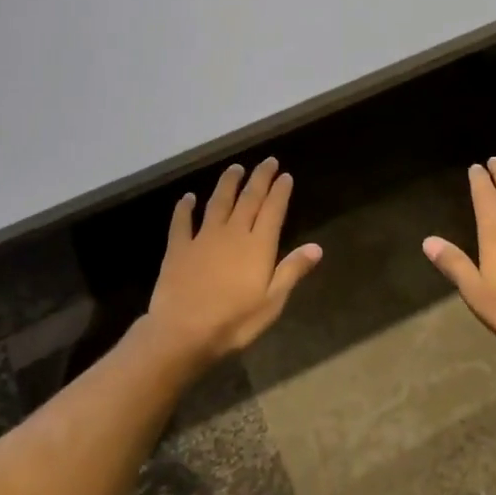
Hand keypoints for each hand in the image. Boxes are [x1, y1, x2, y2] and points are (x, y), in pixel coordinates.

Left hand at [146, 158, 322, 361]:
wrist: (182, 332)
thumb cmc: (234, 321)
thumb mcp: (272, 301)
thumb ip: (292, 270)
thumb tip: (317, 247)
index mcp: (258, 246)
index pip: (273, 210)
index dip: (280, 192)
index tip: (285, 175)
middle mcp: (232, 233)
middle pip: (248, 199)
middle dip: (260, 179)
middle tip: (267, 161)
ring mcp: (203, 238)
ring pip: (218, 203)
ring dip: (228, 184)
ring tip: (236, 168)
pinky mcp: (178, 249)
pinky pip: (182, 222)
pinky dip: (185, 208)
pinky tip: (188, 197)